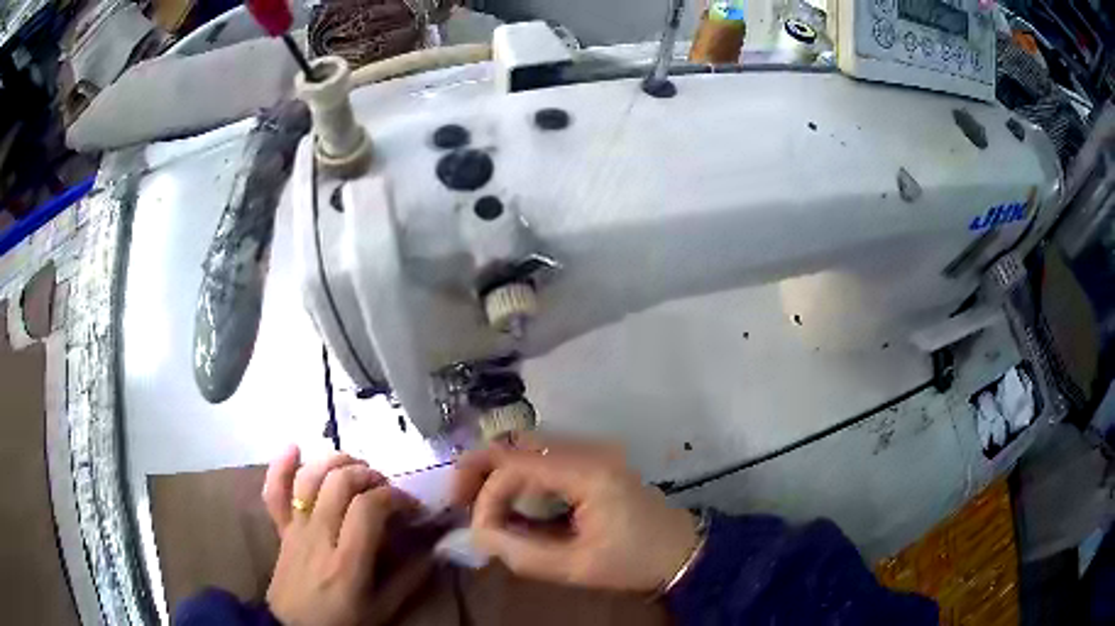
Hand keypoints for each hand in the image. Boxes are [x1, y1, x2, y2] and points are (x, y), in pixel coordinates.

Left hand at [262, 446, 431, 625]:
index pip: (369, 508)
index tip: (412, 507)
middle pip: (340, 482)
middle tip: (386, 488)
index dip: (395, 497)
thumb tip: (434, 550)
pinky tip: (294, 447)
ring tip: (355, 468)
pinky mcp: (281, 527)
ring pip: (310, 477)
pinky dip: (281, 466)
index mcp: (347, 560)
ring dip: (335, 462)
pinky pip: (274, 491)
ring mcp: (295, 528)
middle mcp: (319, 535)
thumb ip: (408, 580)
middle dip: (369, 475)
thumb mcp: (382, 610)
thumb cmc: (341, 622)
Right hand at [451, 435, 697, 592]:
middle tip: (457, 499)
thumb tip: (478, 535)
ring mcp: (591, 453)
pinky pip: (543, 458)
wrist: (682, 550)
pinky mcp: (592, 462)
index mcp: (588, 472)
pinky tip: (507, 499)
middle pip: (518, 443)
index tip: (480, 530)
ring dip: (496, 470)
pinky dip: (517, 474)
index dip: (488, 495)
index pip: (517, 465)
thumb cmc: (635, 561)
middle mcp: (587, 451)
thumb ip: (522, 552)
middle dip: (480, 468)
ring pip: (527, 447)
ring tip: (475, 501)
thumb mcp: (577, 567)